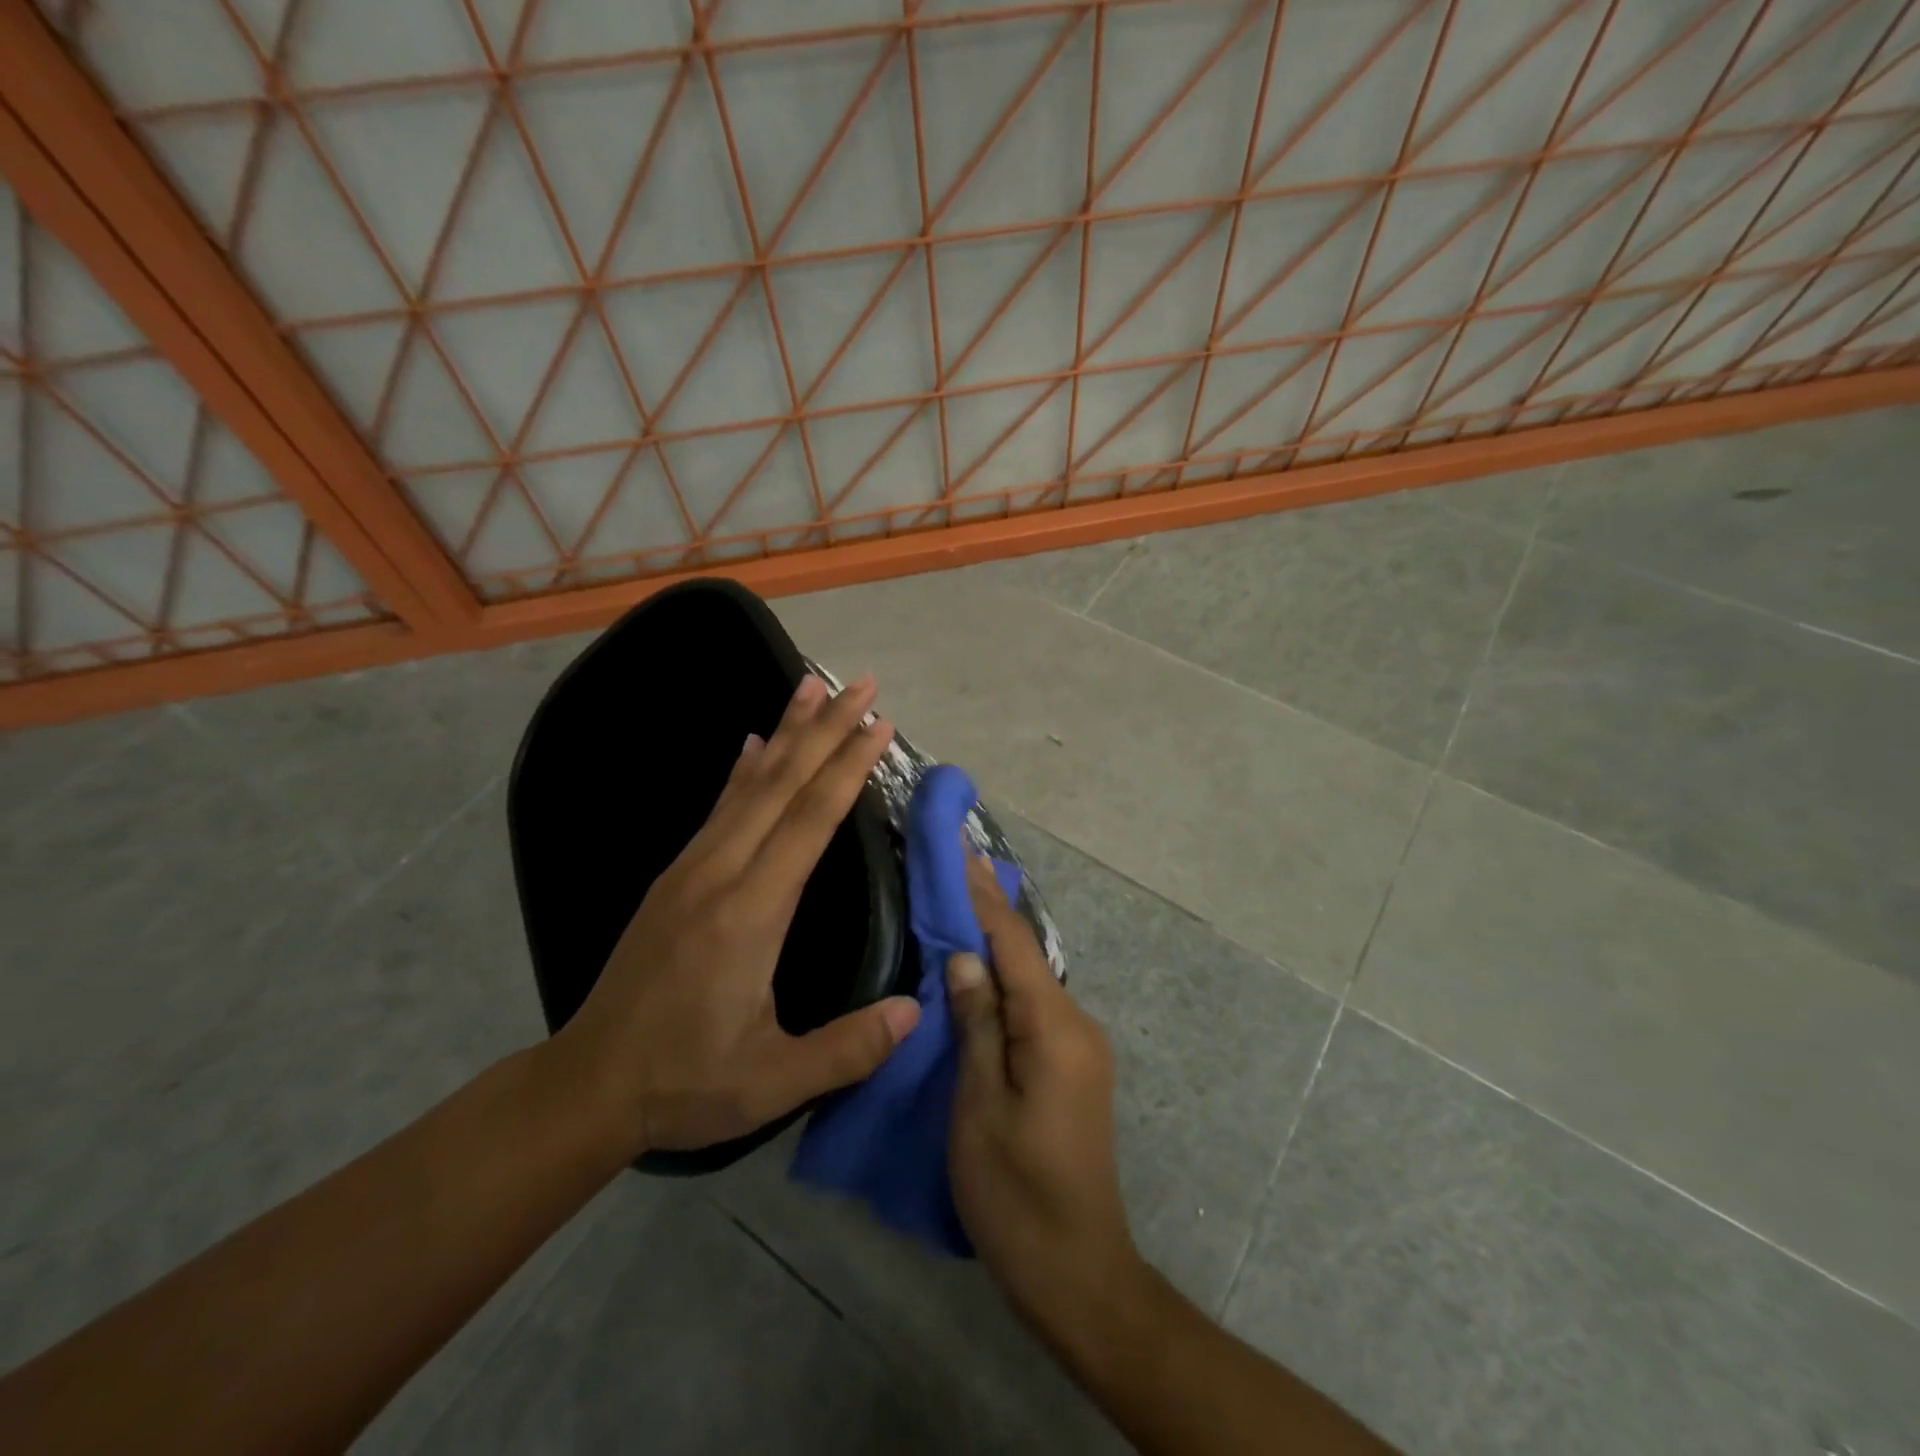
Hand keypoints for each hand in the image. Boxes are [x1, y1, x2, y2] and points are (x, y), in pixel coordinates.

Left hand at [555, 673, 921, 1158]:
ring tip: (812, 686)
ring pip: (748, 784)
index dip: (848, 767)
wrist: (589, 1083)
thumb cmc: (687, 1081)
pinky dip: (743, 768)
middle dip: (827, 729)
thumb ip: (846, 1050)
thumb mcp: (772, 1082)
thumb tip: (915, 1013)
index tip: (880, 725)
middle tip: (864, 684)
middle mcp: (720, 873)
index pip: (810, 820)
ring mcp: (692, 868)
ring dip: (785, 731)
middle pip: (782, 783)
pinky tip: (754, 743)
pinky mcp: (676, 875)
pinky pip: (719, 806)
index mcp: (751, 912)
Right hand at [947, 855, 1137, 1325]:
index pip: (1014, 943)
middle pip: (1026, 956)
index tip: (963, 849)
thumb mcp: (979, 1108)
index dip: (985, 895)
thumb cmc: (1017, 1194)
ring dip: (996, 947)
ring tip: (957, 909)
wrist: (1079, 1274)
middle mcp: (1077, 1025)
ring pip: (1030, 982)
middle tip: (954, 868)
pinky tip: (979, 976)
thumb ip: (976, 1025)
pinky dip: (1005, 984)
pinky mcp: (1072, 1069)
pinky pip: (1034, 1009)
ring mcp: (1079, 1047)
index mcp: (1055, 1028)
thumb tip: (966, 956)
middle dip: (989, 911)